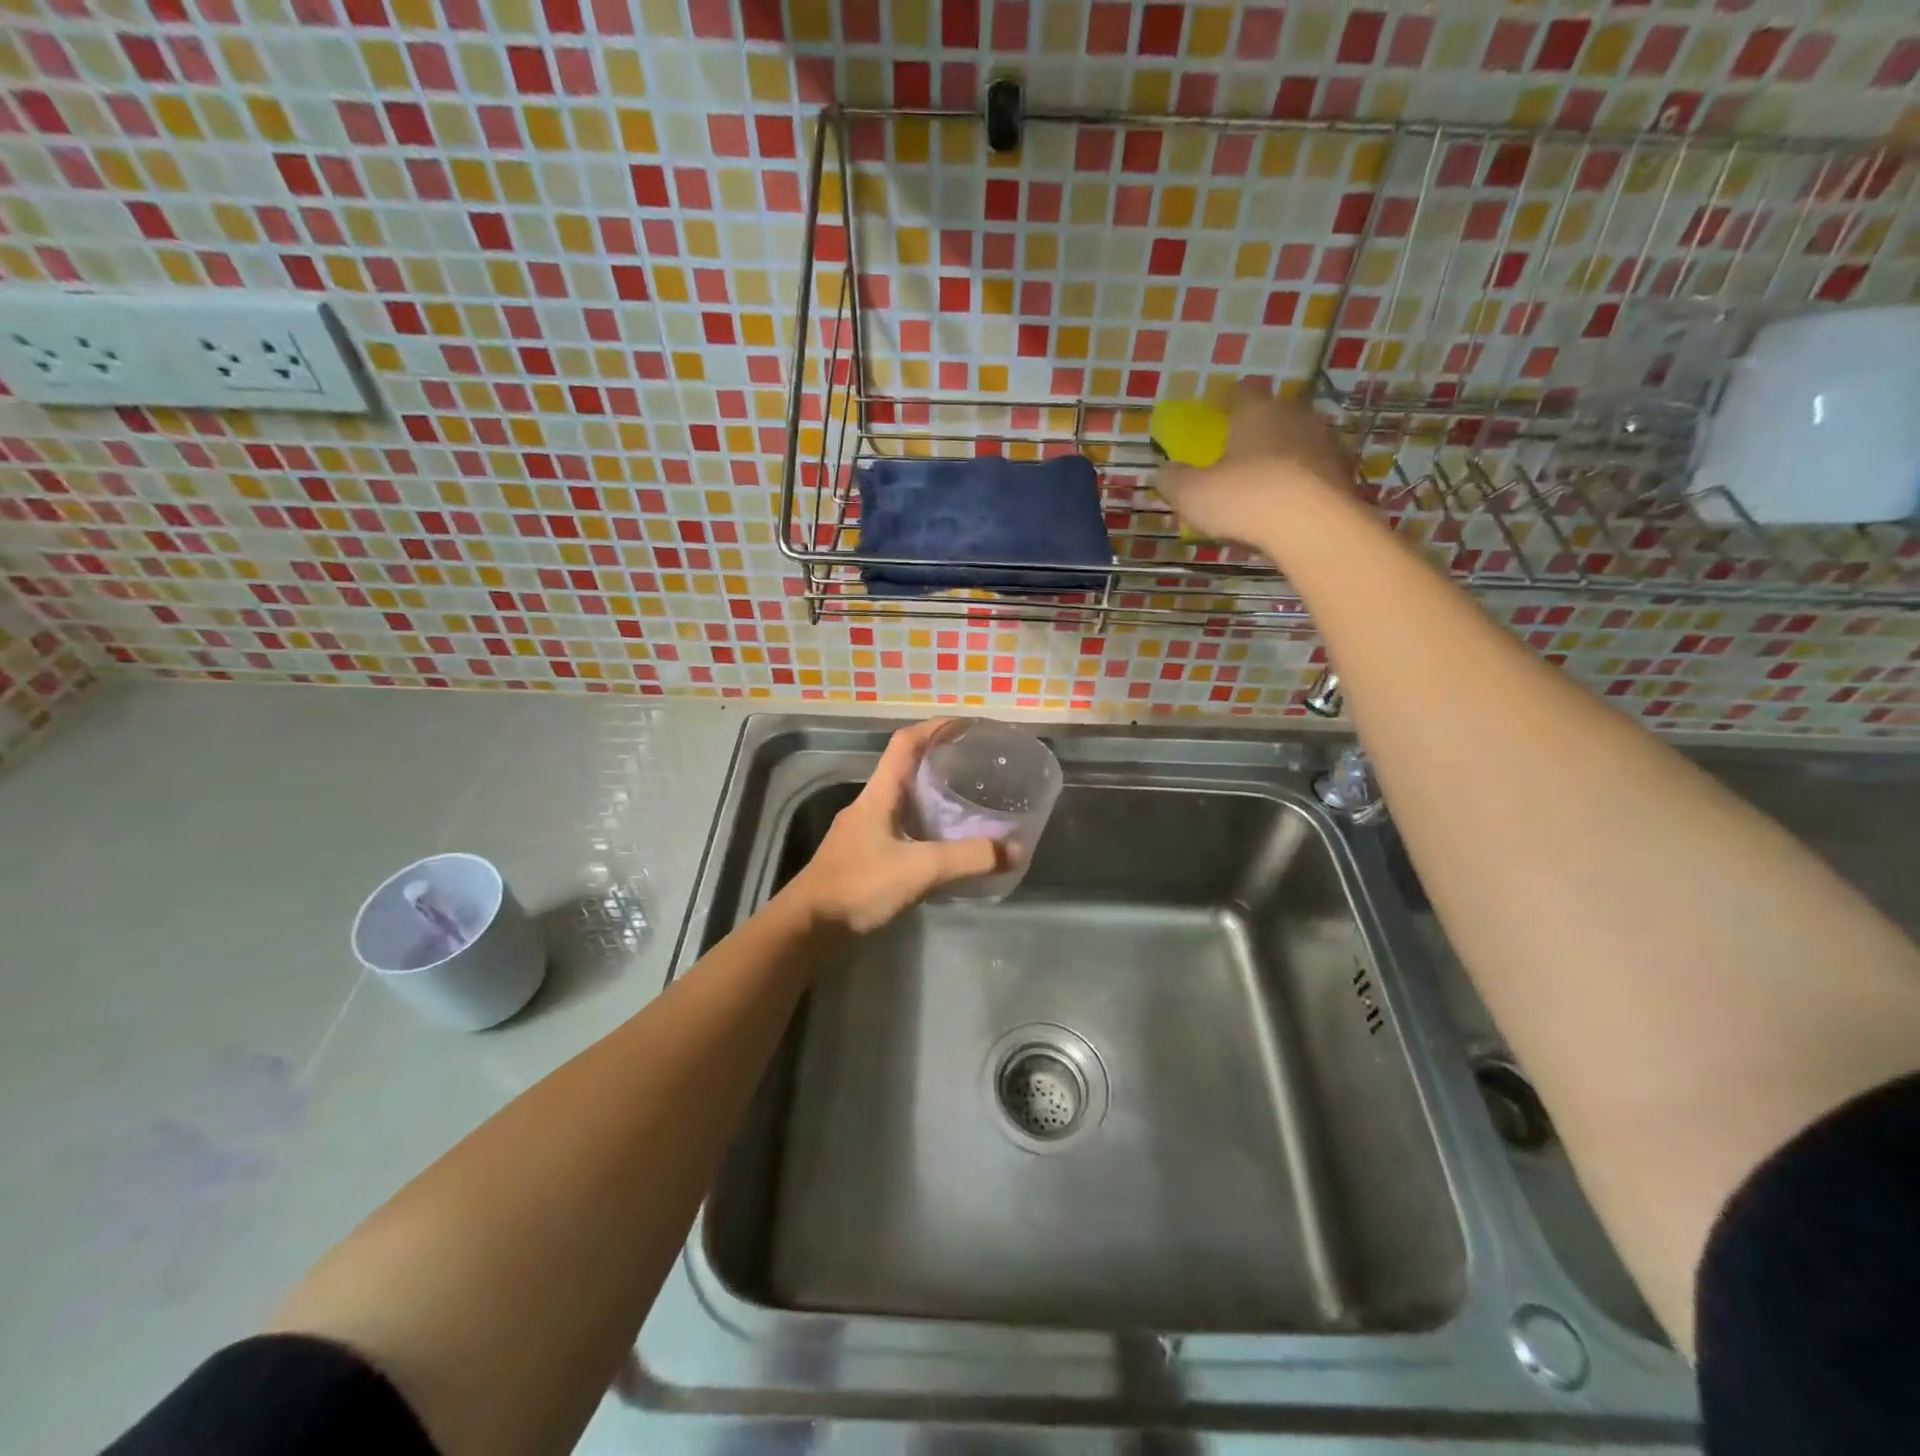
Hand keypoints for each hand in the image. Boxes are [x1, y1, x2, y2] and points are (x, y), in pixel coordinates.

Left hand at [786, 720, 1006, 934]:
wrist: (808, 926)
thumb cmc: (859, 885)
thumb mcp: (920, 869)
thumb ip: (968, 859)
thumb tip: (1015, 850)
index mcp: (878, 794)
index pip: (905, 744)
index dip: (934, 727)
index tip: (965, 725)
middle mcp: (869, 805)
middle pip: (904, 769)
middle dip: (938, 762)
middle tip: (975, 767)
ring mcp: (863, 831)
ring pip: (901, 801)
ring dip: (931, 797)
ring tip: (966, 803)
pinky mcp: (862, 856)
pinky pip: (899, 828)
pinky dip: (923, 827)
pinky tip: (941, 846)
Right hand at [1154, 381, 1355, 546]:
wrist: (1315, 527)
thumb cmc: (1245, 499)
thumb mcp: (1191, 494)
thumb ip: (1173, 480)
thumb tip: (1163, 471)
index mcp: (1256, 411)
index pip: (1238, 393)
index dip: (1222, 400)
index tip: (1212, 410)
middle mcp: (1295, 417)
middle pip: (1271, 416)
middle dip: (1253, 431)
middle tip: (1235, 452)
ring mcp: (1325, 444)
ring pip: (1296, 443)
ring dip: (1279, 458)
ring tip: (1262, 482)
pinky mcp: (1344, 475)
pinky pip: (1313, 473)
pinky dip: (1299, 483)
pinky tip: (1286, 505)